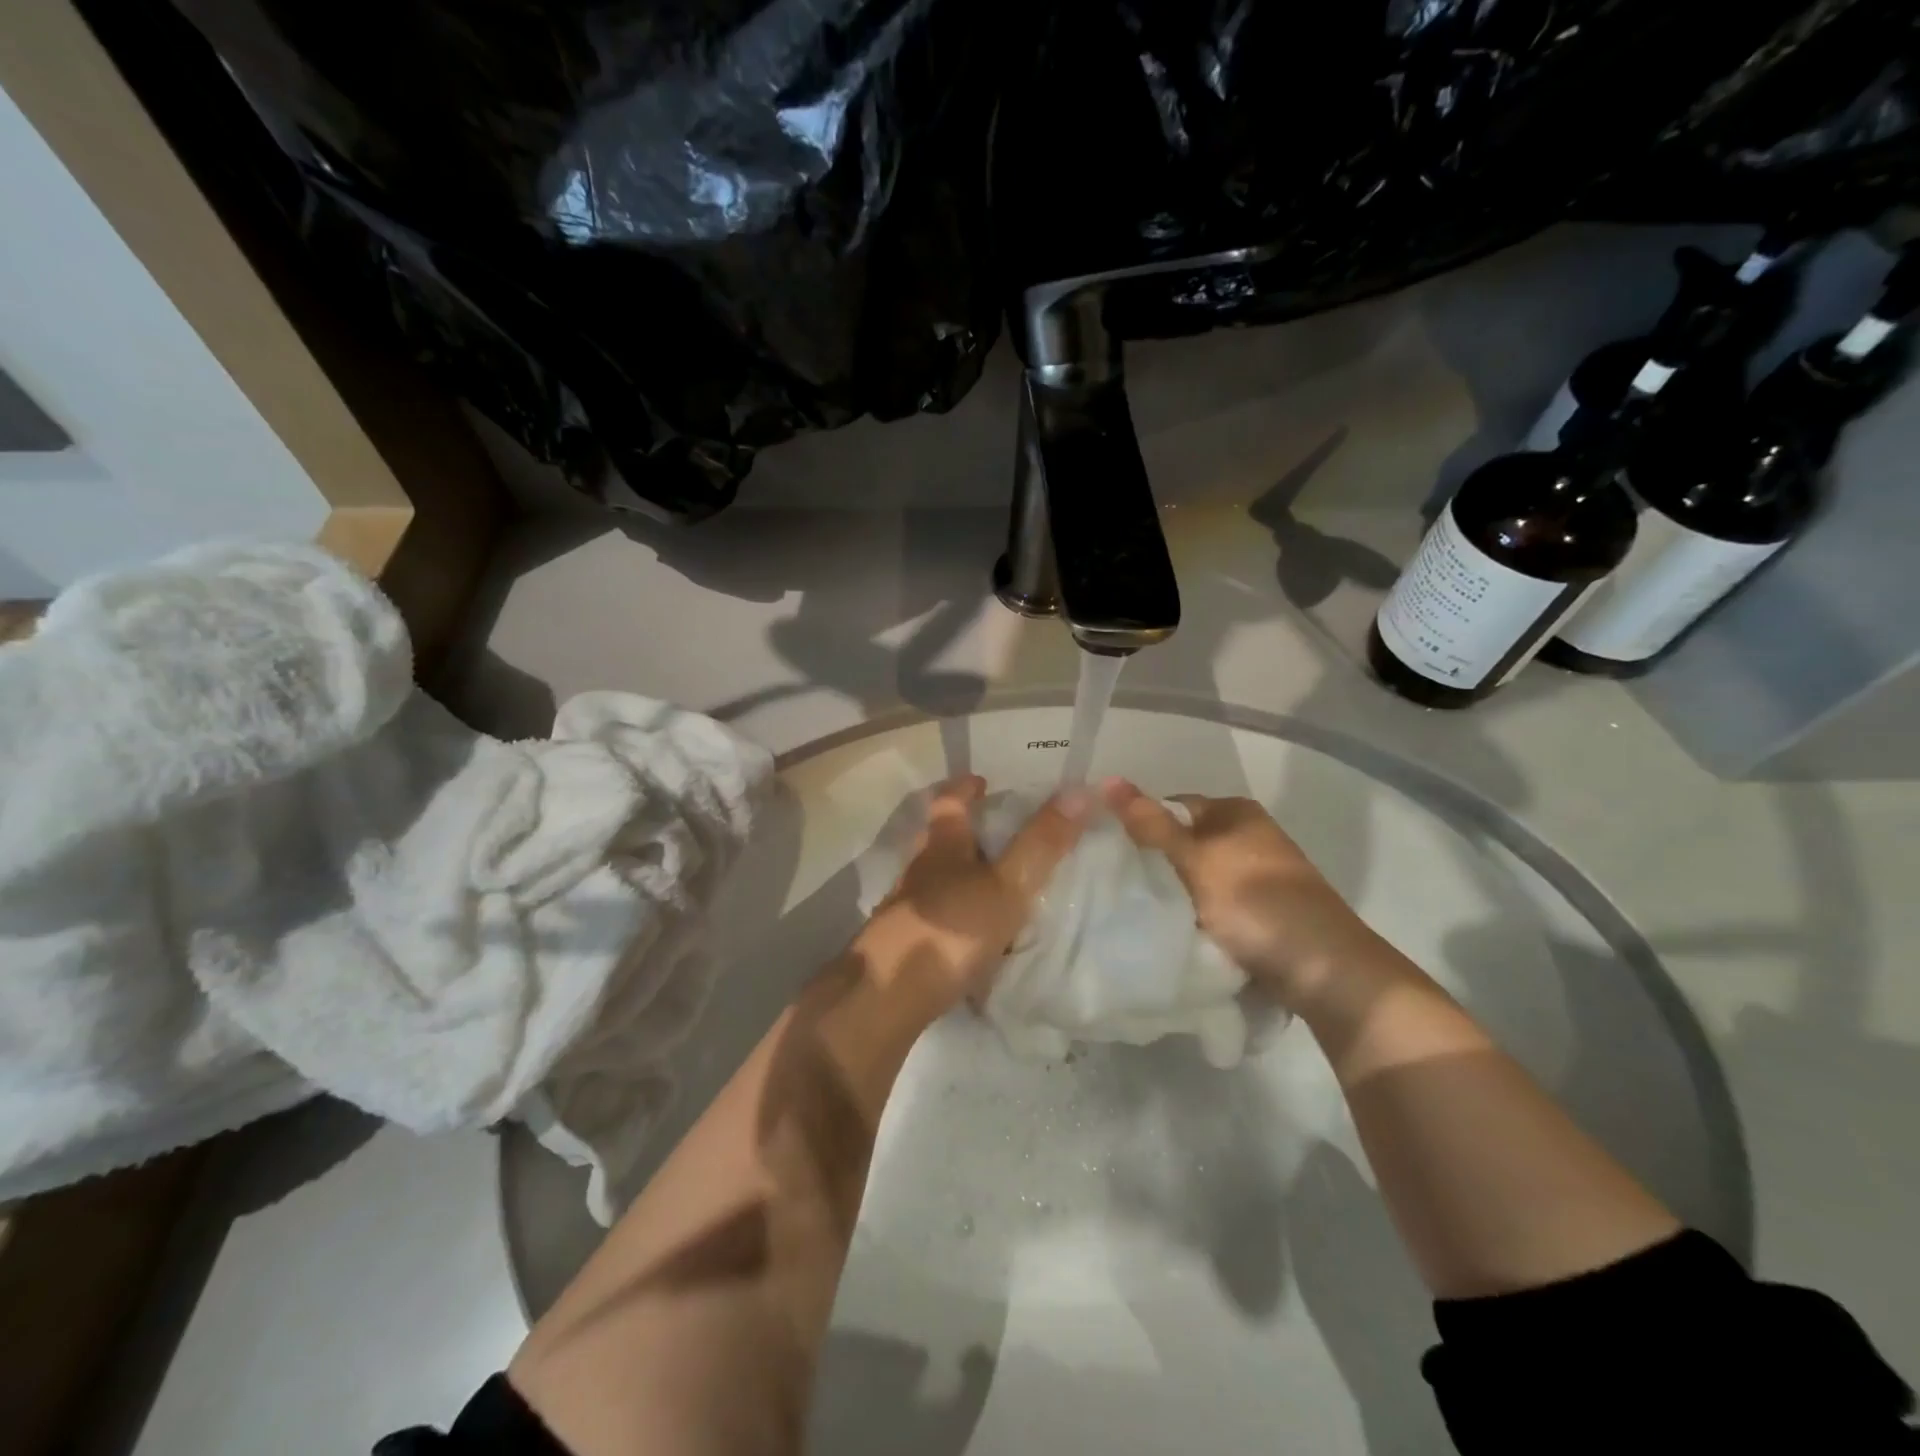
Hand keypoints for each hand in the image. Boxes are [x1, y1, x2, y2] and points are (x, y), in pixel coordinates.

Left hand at [859, 776, 1090, 1011]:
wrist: (889, 994)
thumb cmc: (951, 928)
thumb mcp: (1007, 885)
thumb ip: (1041, 843)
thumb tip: (1081, 789)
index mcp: (942, 847)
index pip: (949, 803)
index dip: (965, 789)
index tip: (982, 781)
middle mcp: (919, 871)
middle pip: (936, 840)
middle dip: (961, 831)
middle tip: (994, 833)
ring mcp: (905, 908)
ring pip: (933, 879)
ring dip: (957, 875)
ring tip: (989, 884)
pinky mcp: (902, 944)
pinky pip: (933, 917)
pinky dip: (953, 915)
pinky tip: (971, 934)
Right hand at [1101, 779, 1376, 1012]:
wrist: (1323, 969)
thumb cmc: (1254, 903)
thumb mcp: (1194, 859)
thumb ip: (1151, 824)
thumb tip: (1107, 779)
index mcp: (1236, 812)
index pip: (1172, 807)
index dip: (1141, 826)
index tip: (1111, 855)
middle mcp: (1249, 835)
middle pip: (1185, 843)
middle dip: (1155, 864)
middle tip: (1119, 887)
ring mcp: (1259, 875)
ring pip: (1198, 878)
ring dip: (1175, 893)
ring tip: (1142, 912)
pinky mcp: (1263, 911)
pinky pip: (1215, 905)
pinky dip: (1197, 915)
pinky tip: (1177, 931)